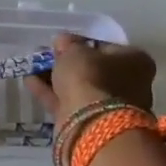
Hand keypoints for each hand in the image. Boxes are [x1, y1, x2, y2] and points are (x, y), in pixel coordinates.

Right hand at [25, 32, 155, 125]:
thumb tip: (63, 41)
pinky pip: (69, 102)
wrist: (92, 124)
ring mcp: (111, 106)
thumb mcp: (75, 51)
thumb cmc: (91, 77)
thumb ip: (69, 44)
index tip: (61, 43)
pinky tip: (30, 81)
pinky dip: (50, 92)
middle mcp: (129, 84)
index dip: (82, 43)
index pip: (106, 47)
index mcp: (135, 61)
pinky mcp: (92, 123)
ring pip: (80, 88)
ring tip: (33, 67)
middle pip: (94, 69)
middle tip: (47, 56)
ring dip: (57, 78)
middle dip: (69, 64)